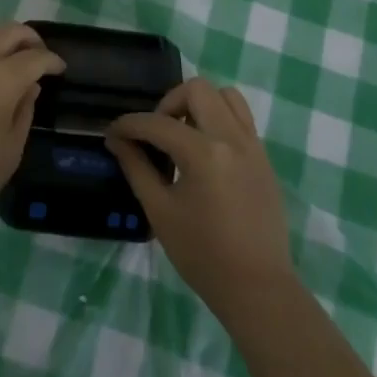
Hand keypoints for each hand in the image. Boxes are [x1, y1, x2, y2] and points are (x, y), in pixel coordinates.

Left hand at [0, 23, 64, 236]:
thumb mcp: (10, 150)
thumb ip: (24, 112)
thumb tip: (29, 87)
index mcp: (2, 78)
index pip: (35, 56)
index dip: (52, 60)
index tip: (60, 68)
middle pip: (8, 31)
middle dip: (29, 38)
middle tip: (39, 56)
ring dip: (2, 41)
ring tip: (11, 62)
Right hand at [106, 79, 294, 317]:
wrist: (257, 288)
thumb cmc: (203, 255)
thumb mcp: (160, 212)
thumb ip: (137, 168)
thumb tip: (117, 140)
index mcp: (203, 152)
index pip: (158, 123)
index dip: (130, 125)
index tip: (113, 133)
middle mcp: (231, 137)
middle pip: (197, 89)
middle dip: (168, 103)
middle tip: (155, 133)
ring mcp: (253, 144)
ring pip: (226, 95)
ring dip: (199, 105)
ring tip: (183, 136)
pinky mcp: (264, 156)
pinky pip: (241, 118)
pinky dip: (219, 119)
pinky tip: (205, 152)